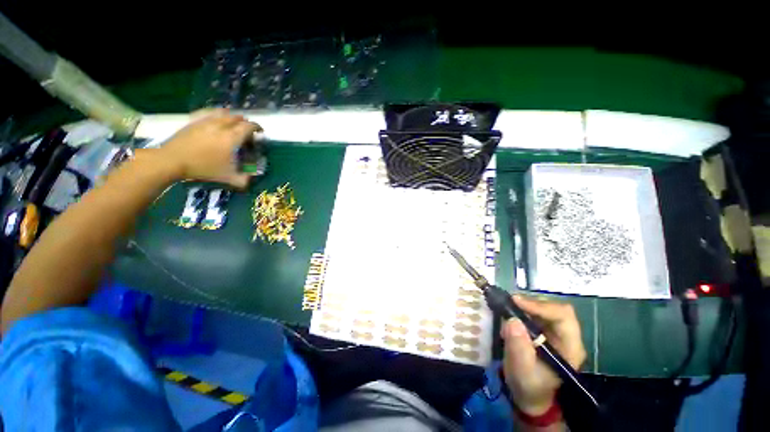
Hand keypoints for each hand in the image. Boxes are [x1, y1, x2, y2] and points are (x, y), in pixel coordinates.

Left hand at [159, 109, 260, 187]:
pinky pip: (209, 113)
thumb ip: (243, 180)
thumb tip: (251, 180)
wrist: (173, 160)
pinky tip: (216, 120)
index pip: (249, 126)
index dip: (257, 127)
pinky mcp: (195, 121)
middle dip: (245, 123)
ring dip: (231, 117)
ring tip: (232, 123)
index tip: (260, 132)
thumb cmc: (203, 168)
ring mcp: (206, 121)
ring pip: (223, 113)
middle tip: (246, 131)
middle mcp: (221, 126)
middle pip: (237, 118)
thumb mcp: (227, 177)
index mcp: (232, 137)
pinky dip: (216, 114)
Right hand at [501, 295, 585, 415]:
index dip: (540, 306)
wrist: (529, 395)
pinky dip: (521, 309)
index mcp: (570, 347)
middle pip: (554, 308)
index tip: (516, 302)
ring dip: (524, 305)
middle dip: (531, 303)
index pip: (563, 316)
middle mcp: (567, 336)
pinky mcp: (544, 330)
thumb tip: (512, 320)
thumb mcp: (522, 371)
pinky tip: (509, 314)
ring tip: (507, 309)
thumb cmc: (529, 386)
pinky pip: (534, 312)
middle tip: (509, 302)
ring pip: (544, 307)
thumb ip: (519, 348)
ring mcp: (555, 332)